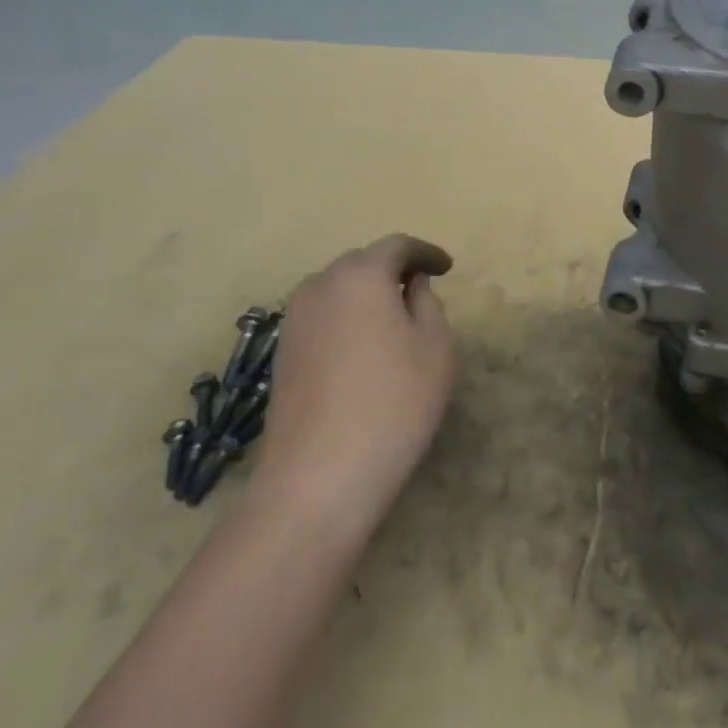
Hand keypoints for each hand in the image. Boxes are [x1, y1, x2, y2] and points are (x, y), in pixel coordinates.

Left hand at [258, 235, 456, 520]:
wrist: (316, 481)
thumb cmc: (392, 404)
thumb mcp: (435, 348)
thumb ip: (428, 304)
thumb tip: (411, 286)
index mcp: (361, 275)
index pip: (397, 246)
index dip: (425, 253)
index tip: (447, 268)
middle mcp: (320, 286)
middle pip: (362, 263)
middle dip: (393, 269)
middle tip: (421, 288)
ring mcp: (294, 322)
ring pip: (337, 290)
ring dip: (366, 294)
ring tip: (392, 317)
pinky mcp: (281, 355)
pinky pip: (321, 317)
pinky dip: (345, 318)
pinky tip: (362, 347)